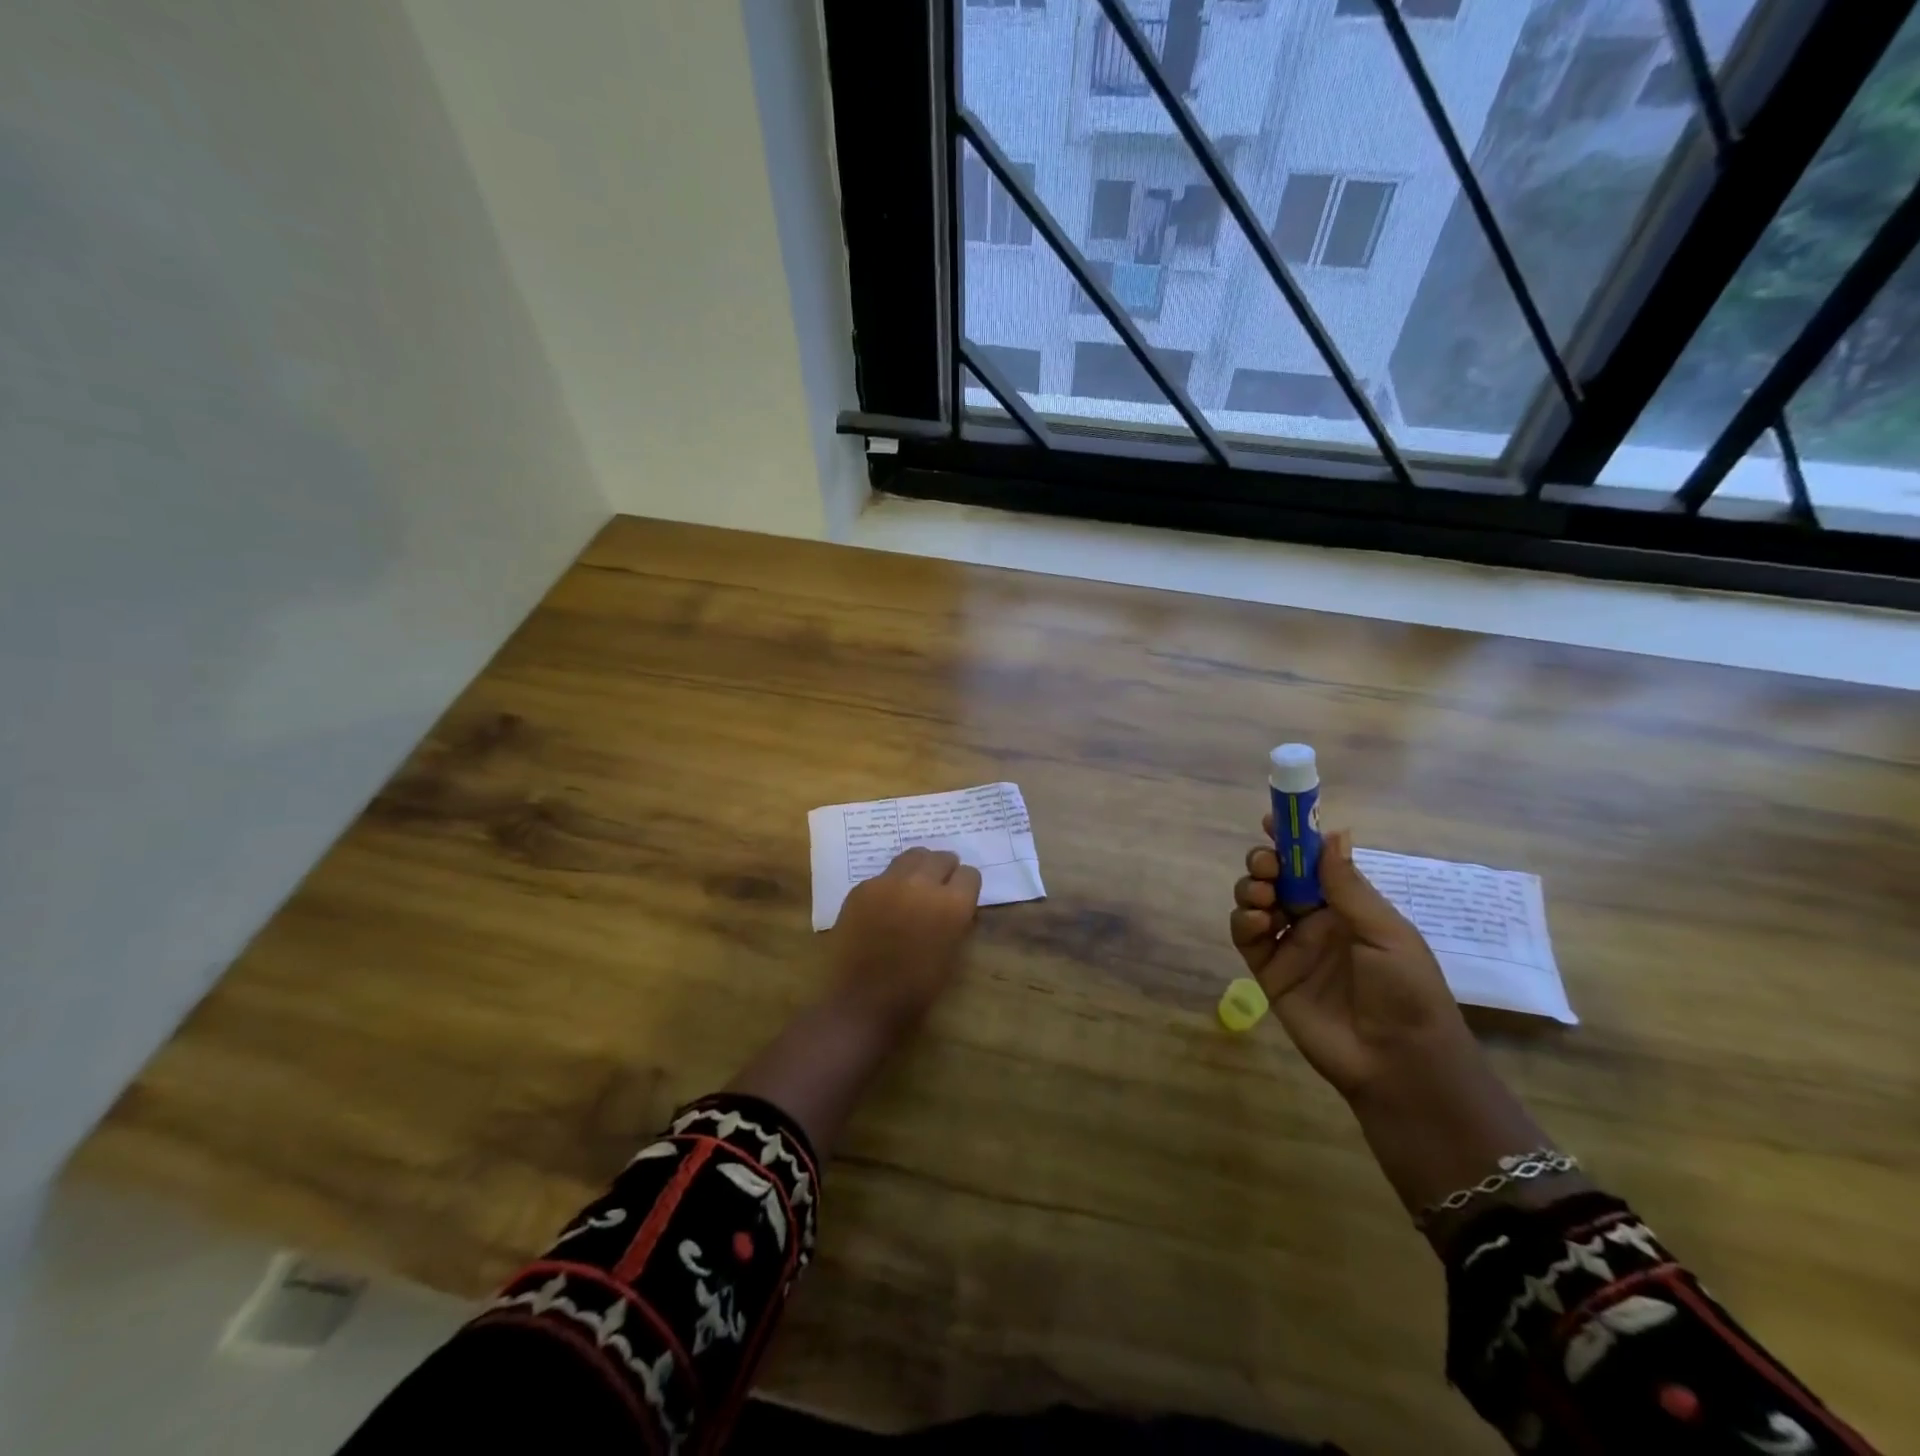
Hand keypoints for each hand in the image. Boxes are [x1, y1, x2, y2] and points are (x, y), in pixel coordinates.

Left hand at [830, 847, 982, 1029]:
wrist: (861, 1002)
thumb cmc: (915, 990)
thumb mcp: (952, 956)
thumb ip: (957, 922)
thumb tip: (955, 905)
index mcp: (951, 904)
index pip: (969, 874)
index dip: (966, 886)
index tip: (962, 896)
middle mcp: (922, 883)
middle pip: (941, 858)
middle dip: (945, 870)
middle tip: (940, 886)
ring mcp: (888, 882)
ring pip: (912, 856)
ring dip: (919, 868)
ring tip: (915, 886)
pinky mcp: (862, 888)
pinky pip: (884, 875)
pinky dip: (891, 884)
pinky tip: (885, 906)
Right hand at [1230, 821, 1472, 1102]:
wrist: (1399, 1062)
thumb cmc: (1406, 991)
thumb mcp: (1386, 932)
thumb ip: (1348, 886)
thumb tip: (1332, 833)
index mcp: (1348, 907)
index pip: (1313, 863)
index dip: (1292, 839)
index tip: (1273, 819)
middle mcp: (1315, 920)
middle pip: (1277, 877)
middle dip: (1265, 862)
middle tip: (1266, 865)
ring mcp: (1290, 946)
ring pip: (1256, 901)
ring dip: (1251, 887)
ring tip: (1262, 896)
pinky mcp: (1269, 973)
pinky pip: (1246, 937)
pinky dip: (1243, 921)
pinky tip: (1257, 922)